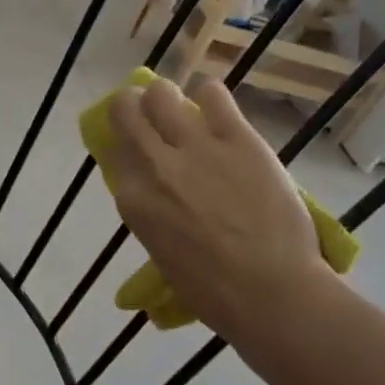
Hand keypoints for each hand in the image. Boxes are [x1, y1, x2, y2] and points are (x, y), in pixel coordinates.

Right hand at [104, 77, 331, 339]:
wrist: (270, 291)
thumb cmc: (211, 291)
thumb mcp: (160, 253)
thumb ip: (152, 215)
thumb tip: (159, 195)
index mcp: (133, 200)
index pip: (113, 153)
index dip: (124, 147)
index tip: (136, 150)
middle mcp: (154, 165)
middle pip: (126, 109)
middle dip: (133, 106)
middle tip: (149, 116)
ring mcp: (195, 147)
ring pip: (162, 93)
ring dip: (168, 98)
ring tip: (183, 111)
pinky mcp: (237, 138)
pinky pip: (213, 95)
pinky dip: (210, 98)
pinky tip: (217, 112)